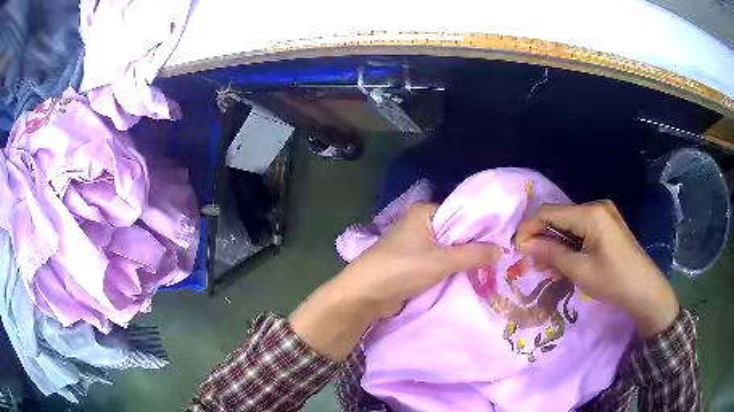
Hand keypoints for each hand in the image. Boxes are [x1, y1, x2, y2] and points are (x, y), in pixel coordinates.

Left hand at [336, 202, 500, 318]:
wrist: (365, 295)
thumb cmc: (401, 269)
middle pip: (456, 231)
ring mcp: (416, 243)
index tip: (503, 237)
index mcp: (424, 212)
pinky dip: (452, 267)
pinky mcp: (413, 262)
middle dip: (474, 244)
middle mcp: (420, 223)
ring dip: (464, 257)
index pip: (461, 212)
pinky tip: (470, 273)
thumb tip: (501, 250)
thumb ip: (473, 254)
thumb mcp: (441, 261)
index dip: (481, 225)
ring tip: (491, 264)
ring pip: (448, 248)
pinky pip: (439, 261)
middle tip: (501, 254)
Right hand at [516, 200, 678, 337]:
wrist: (644, 289)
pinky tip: (566, 262)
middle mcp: (596, 206)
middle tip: (534, 264)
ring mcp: (603, 214)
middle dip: (543, 238)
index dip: (529, 228)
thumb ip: (551, 253)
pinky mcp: (607, 225)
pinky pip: (581, 230)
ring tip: (549, 269)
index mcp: (590, 213)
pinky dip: (570, 245)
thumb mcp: (579, 270)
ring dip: (556, 244)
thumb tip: (525, 244)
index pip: (549, 212)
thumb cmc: (613, 280)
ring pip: (569, 225)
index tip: (517, 250)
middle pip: (559, 217)